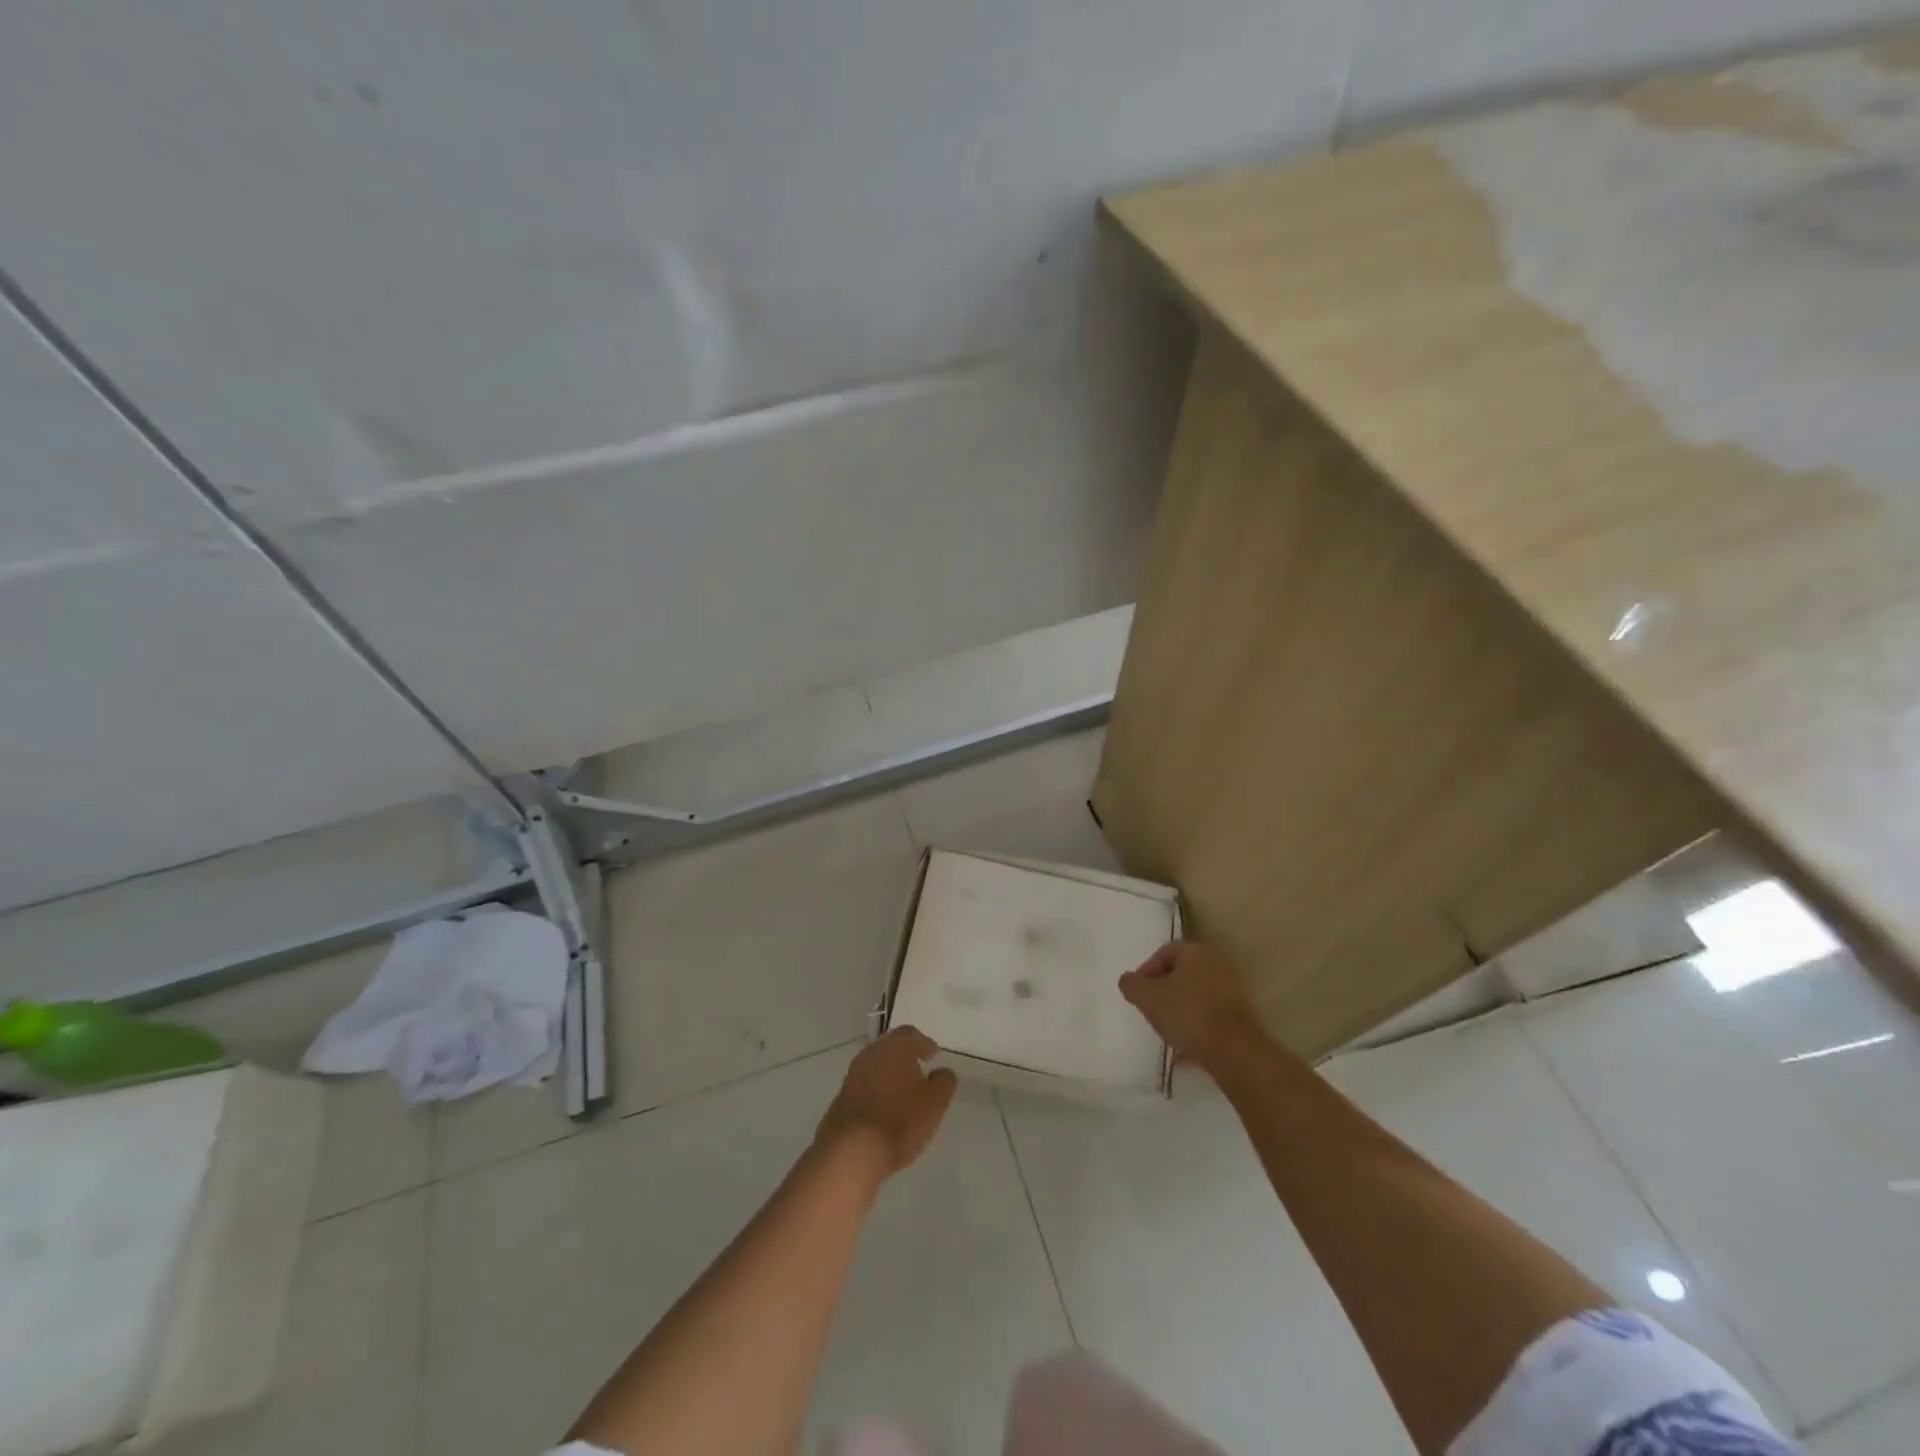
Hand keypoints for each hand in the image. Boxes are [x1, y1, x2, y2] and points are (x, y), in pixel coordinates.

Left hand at [815, 1027, 957, 1175]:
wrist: (851, 1152)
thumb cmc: (900, 1120)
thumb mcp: (935, 1103)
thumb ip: (943, 1082)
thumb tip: (942, 1072)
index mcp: (894, 1047)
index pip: (911, 1034)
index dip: (924, 1044)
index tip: (933, 1055)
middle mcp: (871, 1054)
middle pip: (890, 1048)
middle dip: (905, 1058)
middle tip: (919, 1072)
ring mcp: (852, 1076)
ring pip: (875, 1068)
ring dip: (889, 1076)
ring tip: (903, 1094)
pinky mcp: (840, 1099)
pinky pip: (863, 1088)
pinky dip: (876, 1093)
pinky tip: (884, 1112)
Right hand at [1119, 941, 1266, 1069]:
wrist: (1235, 1050)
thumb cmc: (1187, 1013)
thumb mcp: (1147, 997)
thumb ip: (1131, 985)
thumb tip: (1128, 980)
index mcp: (1193, 953)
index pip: (1164, 952)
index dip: (1146, 971)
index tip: (1137, 993)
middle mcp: (1215, 965)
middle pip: (1182, 974)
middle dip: (1163, 992)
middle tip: (1150, 1010)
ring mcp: (1232, 992)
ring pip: (1197, 997)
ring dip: (1180, 1012)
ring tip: (1166, 1033)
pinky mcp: (1241, 1018)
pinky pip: (1210, 1019)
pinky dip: (1196, 1030)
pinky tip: (1184, 1053)